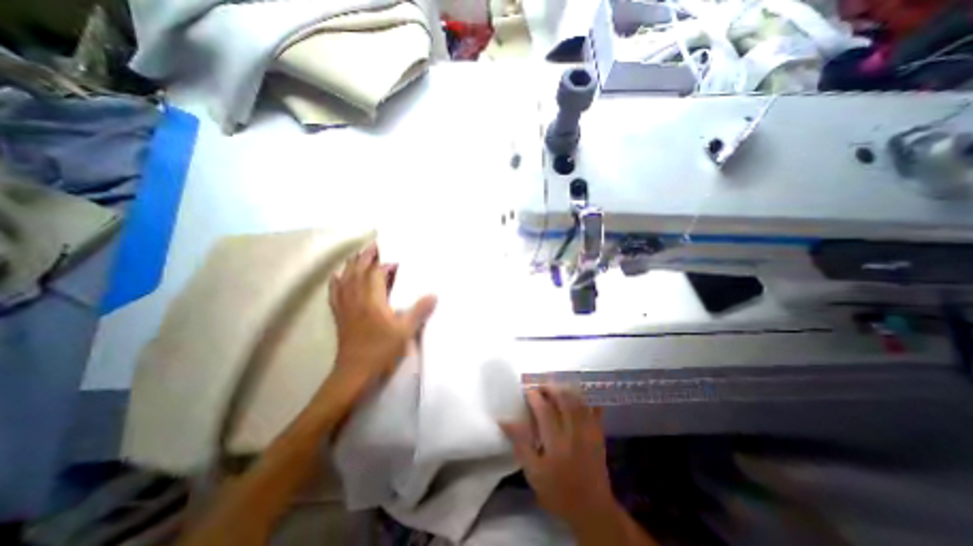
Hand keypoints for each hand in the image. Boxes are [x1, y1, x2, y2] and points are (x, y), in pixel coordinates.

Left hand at [328, 243, 435, 387]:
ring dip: (352, 265)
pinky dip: (336, 282)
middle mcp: (356, 298)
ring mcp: (345, 306)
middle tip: (373, 245)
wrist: (354, 372)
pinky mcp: (340, 315)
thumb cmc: (381, 350)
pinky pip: (335, 293)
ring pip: (346, 279)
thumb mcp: (405, 331)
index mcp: (373, 300)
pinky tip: (336, 276)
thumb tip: (434, 295)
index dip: (385, 266)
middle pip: (358, 271)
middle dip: (366, 257)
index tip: (395, 263)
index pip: (376, 274)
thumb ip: (419, 311)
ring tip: (357, 255)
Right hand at [501, 383, 613, 528]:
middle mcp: (573, 431)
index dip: (533, 395)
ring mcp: (588, 430)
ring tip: (554, 387)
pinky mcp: (598, 433)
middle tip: (540, 385)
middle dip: (550, 387)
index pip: (543, 409)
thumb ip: (520, 443)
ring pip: (578, 400)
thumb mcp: (533, 472)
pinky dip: (586, 398)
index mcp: (555, 441)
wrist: (592, 509)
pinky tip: (579, 394)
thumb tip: (504, 420)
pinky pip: (594, 409)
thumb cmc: (558, 491)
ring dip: (565, 389)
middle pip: (563, 399)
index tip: (526, 389)